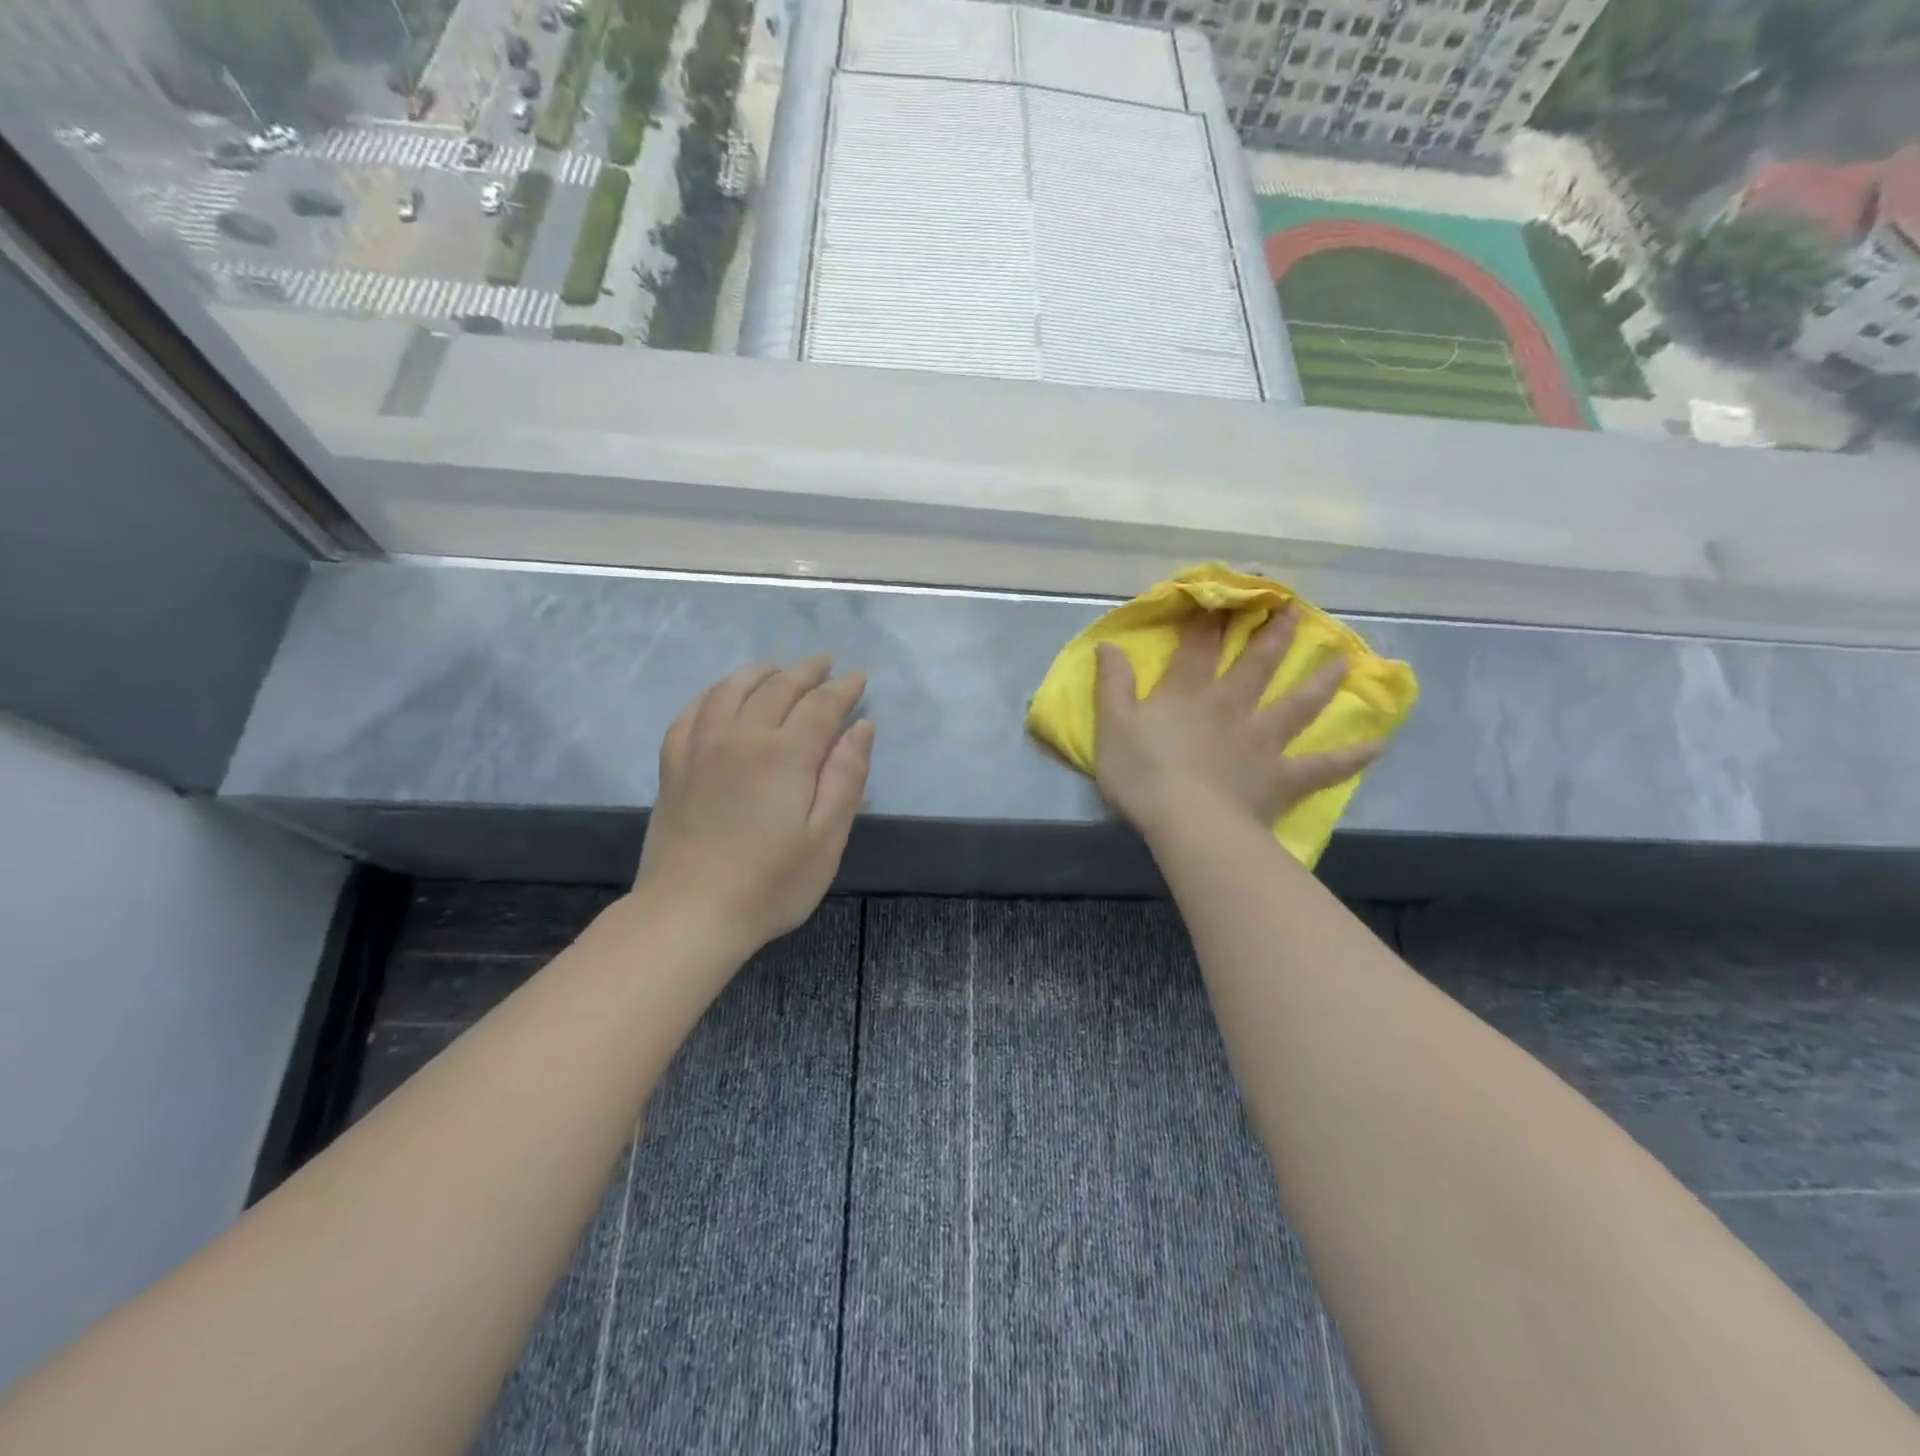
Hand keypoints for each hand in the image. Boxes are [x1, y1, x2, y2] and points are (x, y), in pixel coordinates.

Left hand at [634, 658, 873, 953]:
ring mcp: (701, 747)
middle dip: (806, 671)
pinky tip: (720, 697)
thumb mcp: (826, 837)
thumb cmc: (771, 882)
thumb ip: (846, 776)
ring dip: (759, 673)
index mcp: (785, 753)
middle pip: (777, 688)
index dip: (843, 688)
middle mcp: (742, 736)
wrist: (690, 912)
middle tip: (826, 664)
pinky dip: (711, 695)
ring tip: (776, 669)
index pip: (821, 705)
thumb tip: (861, 726)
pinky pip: (691, 713)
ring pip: (731, 690)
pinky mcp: (674, 766)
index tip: (859, 677)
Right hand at [1094, 609, 1381, 839]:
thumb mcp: (1112, 725)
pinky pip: (1321, 766)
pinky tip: (1377, 746)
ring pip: (1298, 704)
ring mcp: (1261, 740)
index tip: (1224, 592)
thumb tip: (1108, 645)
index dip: (1209, 617)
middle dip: (1274, 634)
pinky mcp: (1281, 776)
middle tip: (1295, 608)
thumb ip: (1112, 684)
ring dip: (1321, 682)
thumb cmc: (1142, 774)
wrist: (1186, 822)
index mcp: (1188, 694)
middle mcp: (1231, 706)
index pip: (1199, 646)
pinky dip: (1350, 757)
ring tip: (1344, 662)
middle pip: (1257, 664)